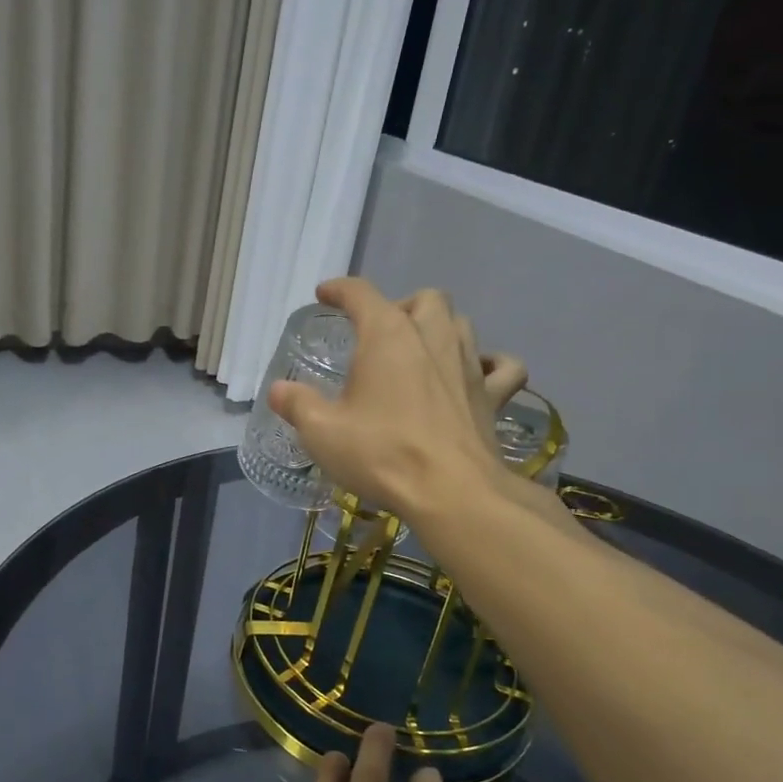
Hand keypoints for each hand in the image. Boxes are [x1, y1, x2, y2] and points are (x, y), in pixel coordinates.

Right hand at [270, 278, 502, 520]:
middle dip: (400, 305)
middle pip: (424, 298)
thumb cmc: (381, 453)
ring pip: (461, 323)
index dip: (340, 289)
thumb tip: (279, 390)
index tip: (325, 294)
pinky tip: (477, 374)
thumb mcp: (322, 431)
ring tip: (421, 351)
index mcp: (388, 335)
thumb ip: (296, 404)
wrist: (452, 492)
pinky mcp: (493, 396)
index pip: (361, 293)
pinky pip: (503, 367)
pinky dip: (491, 364)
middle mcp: (432, 337)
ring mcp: (469, 364)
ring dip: (440, 327)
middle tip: (380, 334)